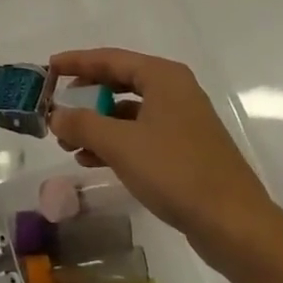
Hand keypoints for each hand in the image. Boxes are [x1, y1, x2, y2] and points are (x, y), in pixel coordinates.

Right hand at [46, 49, 278, 271]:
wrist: (234, 224)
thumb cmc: (176, 172)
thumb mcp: (121, 145)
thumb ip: (83, 124)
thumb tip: (55, 114)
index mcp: (163, 76)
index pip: (110, 58)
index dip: (76, 62)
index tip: (48, 68)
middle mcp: (174, 90)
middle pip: (120, 82)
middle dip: (86, 96)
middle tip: (56, 105)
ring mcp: (182, 120)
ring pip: (129, 111)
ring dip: (97, 123)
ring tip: (67, 141)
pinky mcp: (185, 148)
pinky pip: (141, 134)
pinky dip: (116, 142)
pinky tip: (91, 160)